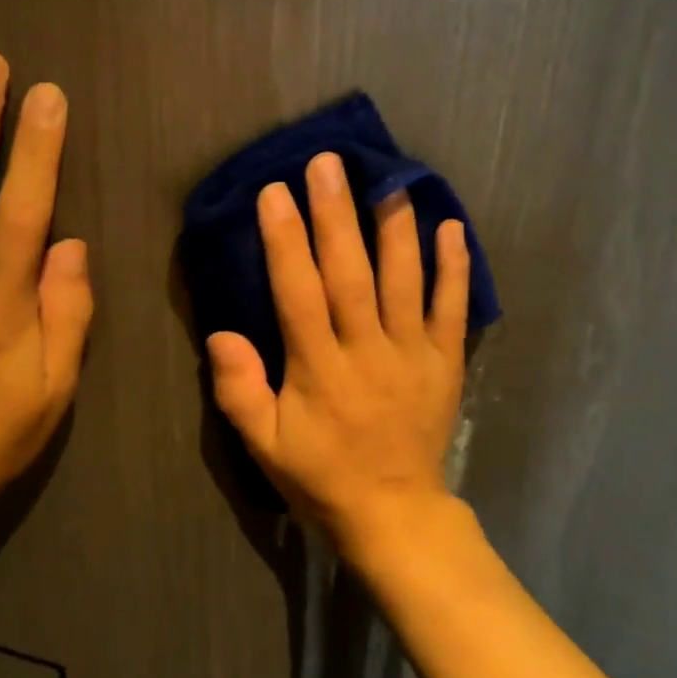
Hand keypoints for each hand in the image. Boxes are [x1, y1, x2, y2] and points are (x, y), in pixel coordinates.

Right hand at [206, 151, 469, 558]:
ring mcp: (412, 354)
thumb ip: (239, 392)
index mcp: (320, 370)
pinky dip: (453, 267)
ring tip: (388, 178)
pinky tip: (450, 226)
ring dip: (394, 227)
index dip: (286, 241)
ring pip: (404, 280)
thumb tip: (222, 334)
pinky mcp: (445, 362)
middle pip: (351, 274)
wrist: (395, 514)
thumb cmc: (321, 476)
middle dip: (337, 215)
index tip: (276, 192)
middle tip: (328, 163)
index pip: (299, 294)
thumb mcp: (265, 447)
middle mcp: (368, 351)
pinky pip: (453, 309)